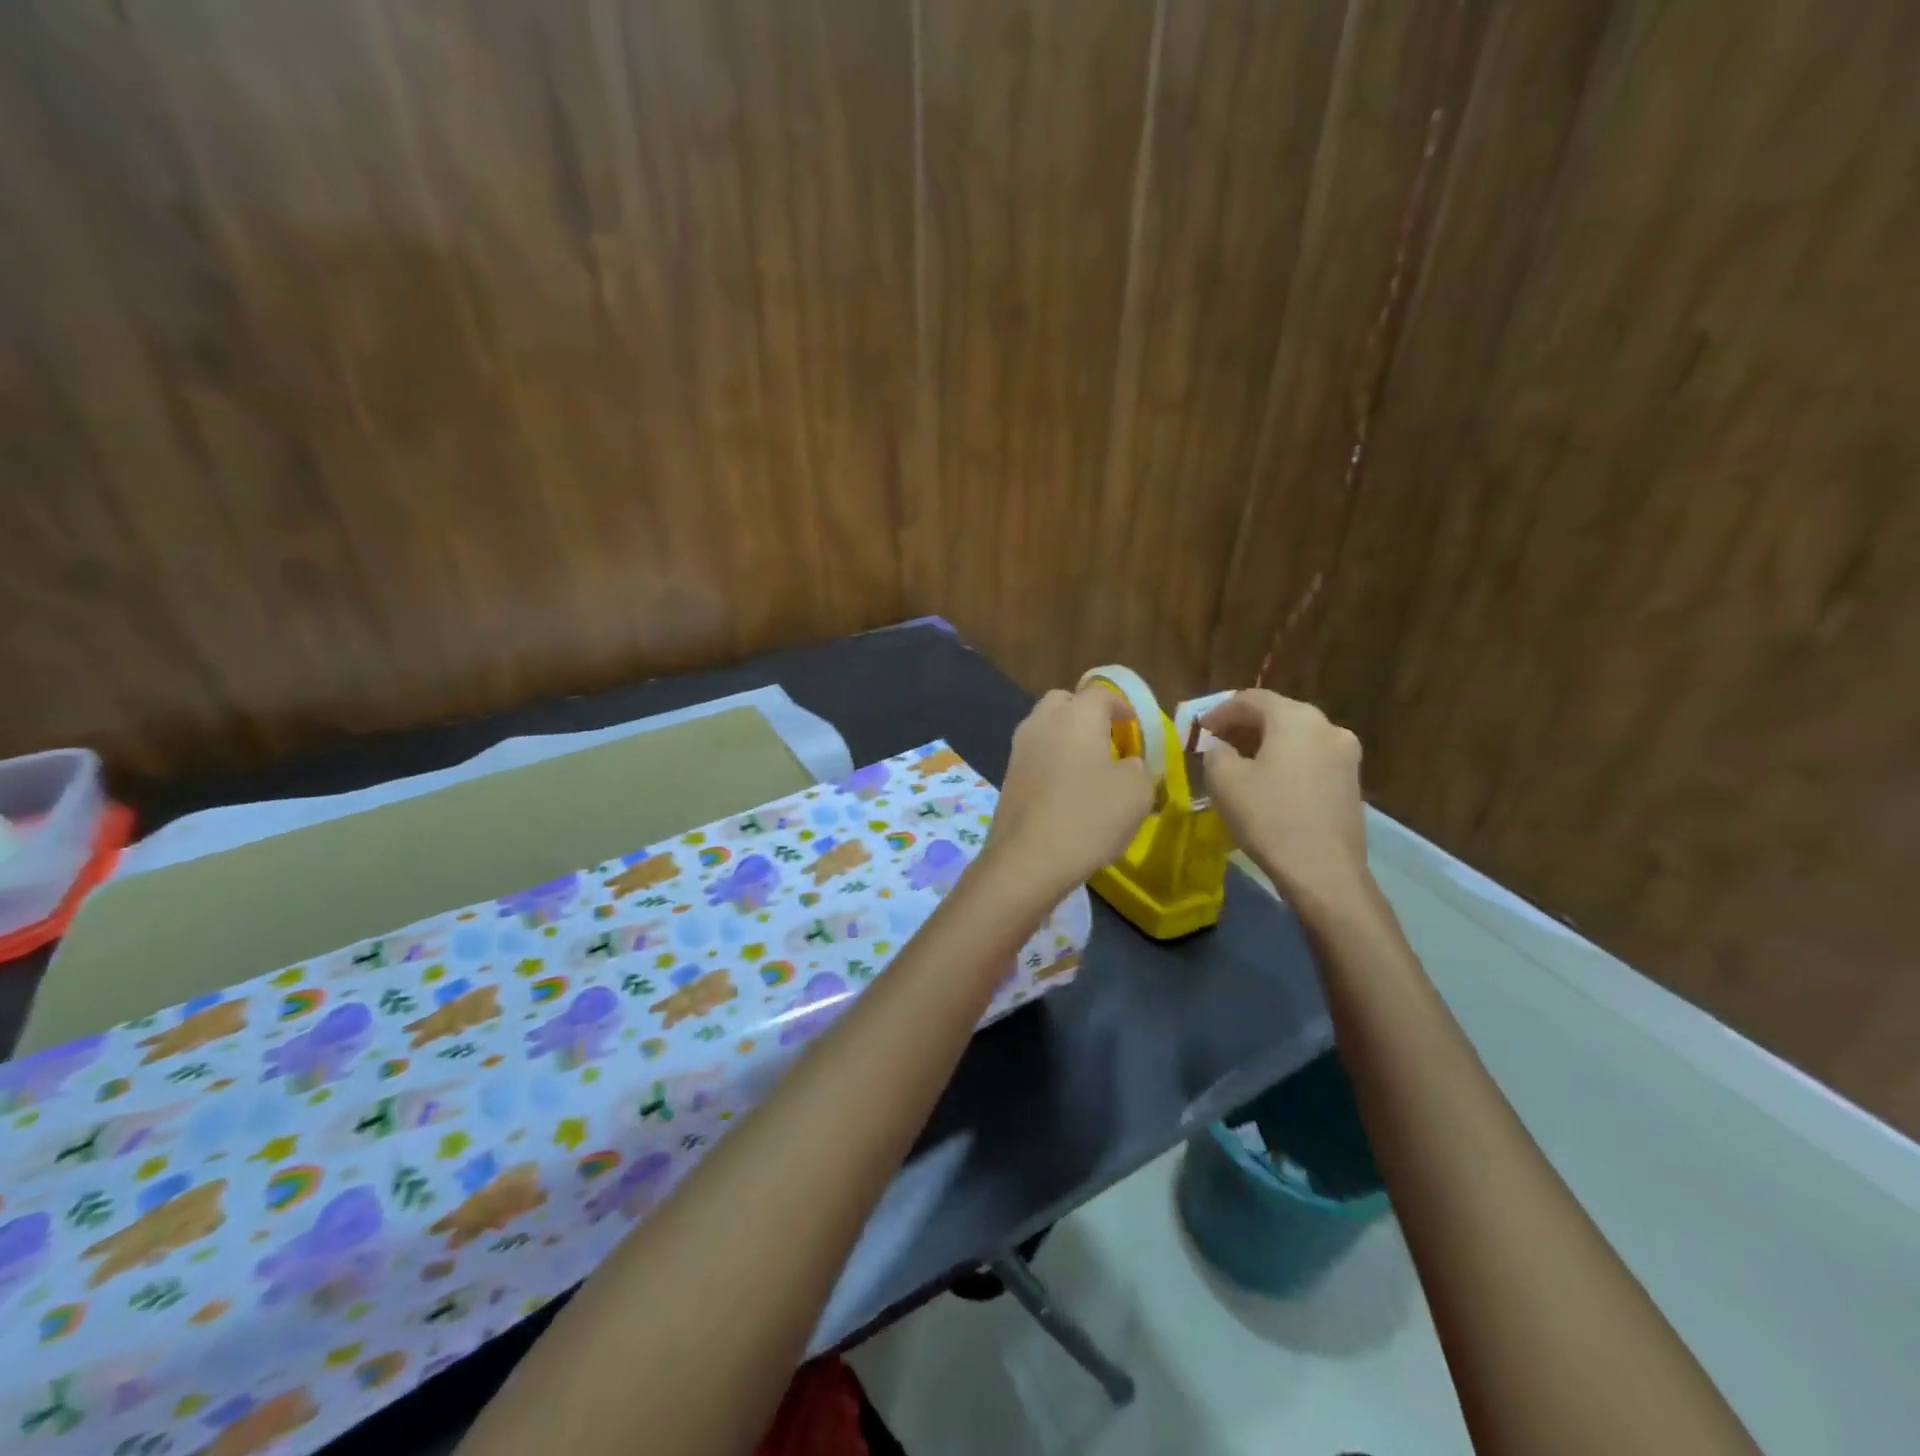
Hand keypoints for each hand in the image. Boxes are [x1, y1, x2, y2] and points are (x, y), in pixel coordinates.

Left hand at [984, 687, 1154, 896]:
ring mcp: (1019, 748)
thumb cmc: (1089, 817)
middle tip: (1106, 740)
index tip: (1133, 726)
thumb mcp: (1136, 794)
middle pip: (1064, 702)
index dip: (1121, 706)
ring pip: (1044, 727)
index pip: (1101, 692)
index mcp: (1077, 716)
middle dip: (1085, 713)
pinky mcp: (1007, 775)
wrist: (1027, 859)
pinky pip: (1034, 754)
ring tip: (1087, 766)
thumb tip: (1127, 765)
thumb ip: (1138, 770)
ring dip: (1065, 737)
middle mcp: (1043, 722)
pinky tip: (1064, 789)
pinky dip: (1050, 760)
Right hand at [1201, 689, 1370, 910]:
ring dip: (1266, 743)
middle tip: (1217, 743)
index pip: (1251, 698)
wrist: (1323, 871)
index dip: (1220, 711)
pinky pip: (1311, 758)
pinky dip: (1286, 761)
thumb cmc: (1268, 817)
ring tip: (1240, 763)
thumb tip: (1221, 747)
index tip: (1199, 729)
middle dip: (1244, 725)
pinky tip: (1269, 782)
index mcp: (1295, 718)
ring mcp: (1345, 754)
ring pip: (1296, 737)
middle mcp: (1326, 726)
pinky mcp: (1351, 781)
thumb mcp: (1224, 781)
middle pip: (1278, 714)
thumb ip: (1216, 752)